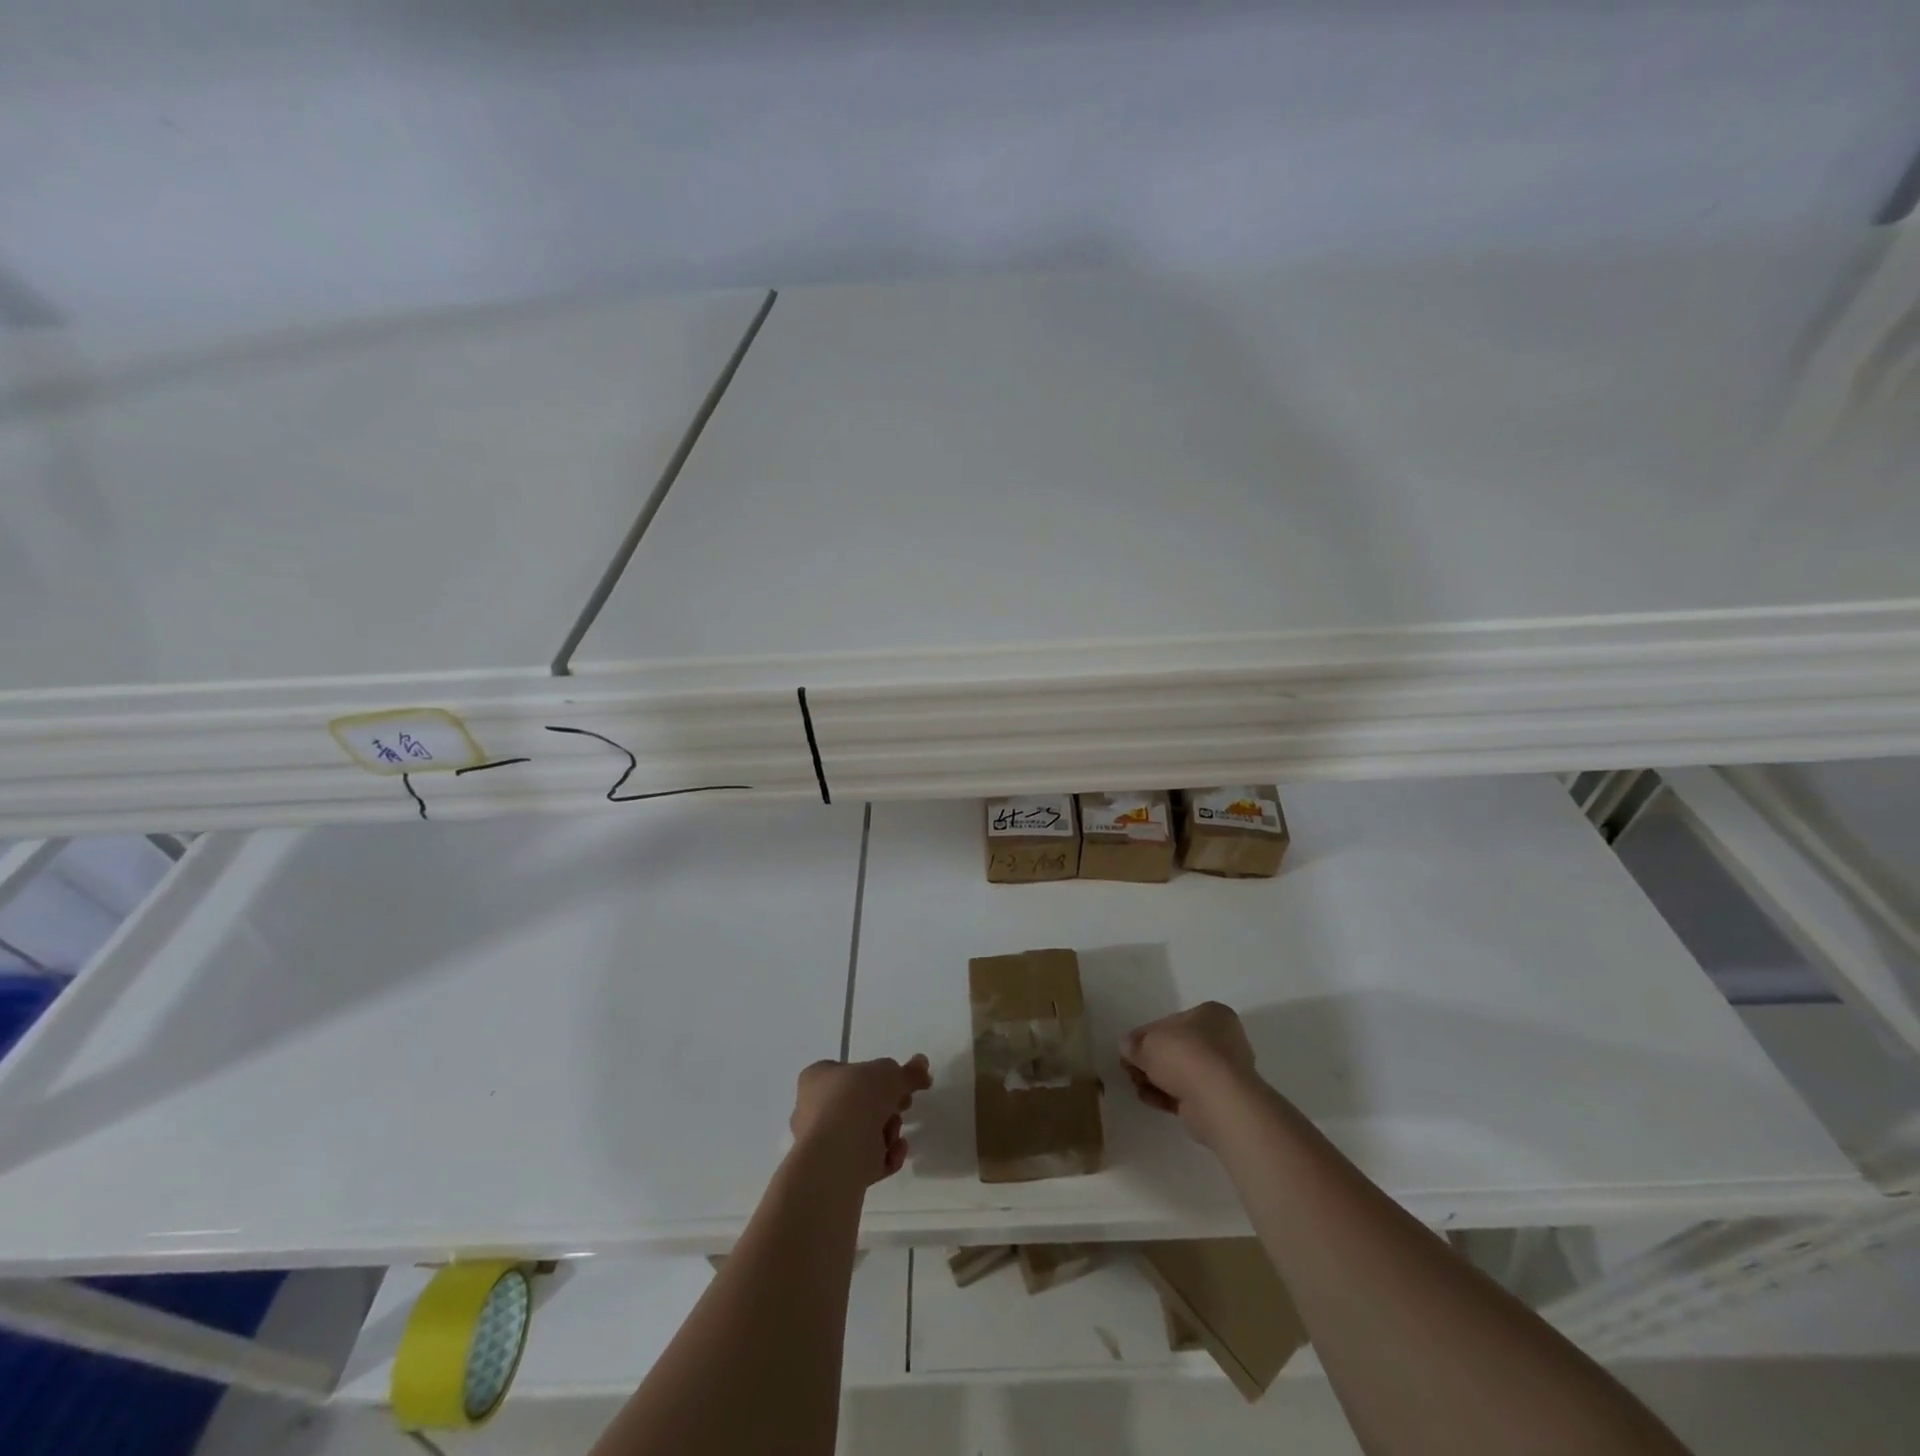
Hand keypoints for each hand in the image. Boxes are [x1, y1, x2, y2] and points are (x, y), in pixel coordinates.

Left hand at [791, 1055, 931, 1185]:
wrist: (835, 1157)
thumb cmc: (854, 1101)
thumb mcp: (888, 1074)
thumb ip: (908, 1072)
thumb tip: (922, 1064)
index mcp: (818, 1079)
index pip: (850, 1072)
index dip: (878, 1077)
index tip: (900, 1083)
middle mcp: (814, 1109)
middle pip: (861, 1104)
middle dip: (887, 1107)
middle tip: (903, 1106)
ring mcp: (823, 1144)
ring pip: (865, 1133)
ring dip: (888, 1132)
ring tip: (894, 1135)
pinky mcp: (835, 1173)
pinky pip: (866, 1160)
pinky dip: (885, 1157)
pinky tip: (895, 1154)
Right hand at [1120, 1002, 1260, 1146]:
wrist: (1217, 1101)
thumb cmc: (1185, 1055)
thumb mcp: (1147, 1042)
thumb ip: (1134, 1043)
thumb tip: (1127, 1048)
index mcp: (1212, 1015)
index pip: (1172, 1022)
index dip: (1146, 1035)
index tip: (1130, 1049)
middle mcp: (1223, 1040)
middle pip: (1178, 1048)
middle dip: (1152, 1060)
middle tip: (1130, 1069)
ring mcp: (1224, 1072)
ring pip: (1182, 1072)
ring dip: (1157, 1079)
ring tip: (1136, 1086)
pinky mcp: (1220, 1100)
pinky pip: (1188, 1093)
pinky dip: (1167, 1095)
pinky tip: (1148, 1098)